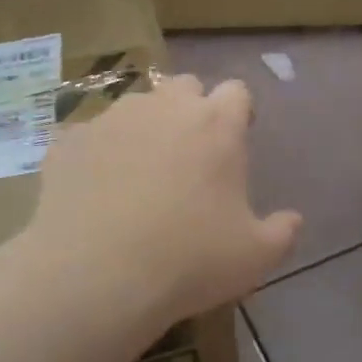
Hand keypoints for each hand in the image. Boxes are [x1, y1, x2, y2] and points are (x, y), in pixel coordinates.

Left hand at [27, 74, 301, 326]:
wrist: (96, 275)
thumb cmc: (189, 260)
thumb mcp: (255, 257)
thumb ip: (282, 232)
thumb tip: (292, 220)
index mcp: (216, 124)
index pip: (236, 92)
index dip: (238, 113)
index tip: (236, 141)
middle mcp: (164, 107)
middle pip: (185, 87)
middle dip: (190, 109)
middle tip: (189, 155)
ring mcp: (112, 119)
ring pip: (136, 106)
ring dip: (144, 127)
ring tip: (138, 173)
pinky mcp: (69, 140)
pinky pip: (90, 135)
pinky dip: (98, 153)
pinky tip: (95, 190)